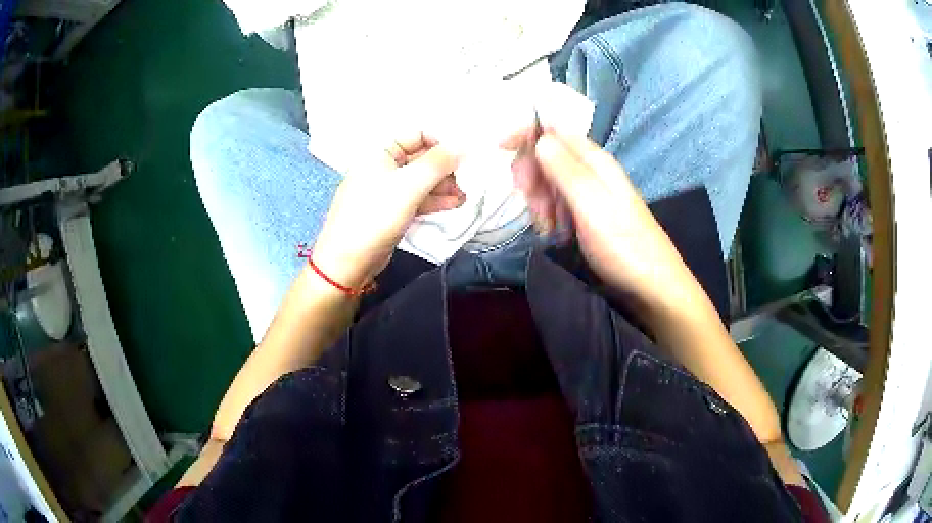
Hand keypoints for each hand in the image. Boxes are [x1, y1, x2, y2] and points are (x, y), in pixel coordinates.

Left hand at [311, 131, 463, 289]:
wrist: (347, 262)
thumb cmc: (375, 216)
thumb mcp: (409, 186)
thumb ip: (438, 163)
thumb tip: (462, 145)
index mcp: (380, 153)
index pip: (416, 135)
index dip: (440, 142)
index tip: (462, 156)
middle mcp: (382, 168)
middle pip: (420, 159)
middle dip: (445, 168)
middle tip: (467, 179)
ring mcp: (386, 192)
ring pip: (420, 182)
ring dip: (443, 186)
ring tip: (465, 196)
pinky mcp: (390, 212)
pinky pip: (416, 200)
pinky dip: (434, 200)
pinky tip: (453, 204)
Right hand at [507, 129, 696, 311]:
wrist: (651, 286)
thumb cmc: (623, 245)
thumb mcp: (591, 204)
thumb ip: (564, 168)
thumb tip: (539, 137)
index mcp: (594, 160)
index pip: (553, 129)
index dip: (526, 134)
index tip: (501, 151)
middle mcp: (591, 171)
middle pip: (547, 156)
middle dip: (532, 176)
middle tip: (534, 204)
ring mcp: (590, 194)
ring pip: (549, 183)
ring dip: (539, 201)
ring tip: (549, 228)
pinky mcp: (588, 216)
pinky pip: (558, 205)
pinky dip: (549, 217)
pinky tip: (555, 234)